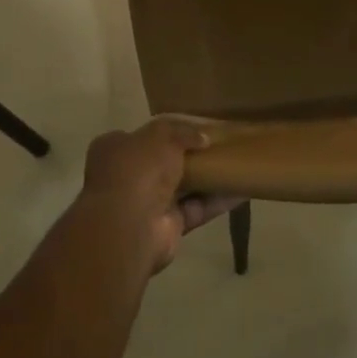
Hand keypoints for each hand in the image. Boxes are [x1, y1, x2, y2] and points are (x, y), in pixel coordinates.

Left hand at [80, 118, 243, 271]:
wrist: (130, 224)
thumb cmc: (138, 169)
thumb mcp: (161, 136)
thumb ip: (182, 132)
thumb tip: (202, 138)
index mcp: (114, 150)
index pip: (139, 137)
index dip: (165, 133)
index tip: (191, 130)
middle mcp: (127, 177)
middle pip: (162, 163)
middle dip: (188, 157)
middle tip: (218, 146)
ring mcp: (146, 205)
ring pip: (182, 188)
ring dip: (207, 179)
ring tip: (236, 165)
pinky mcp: (167, 227)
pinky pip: (196, 209)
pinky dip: (217, 201)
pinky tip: (242, 190)